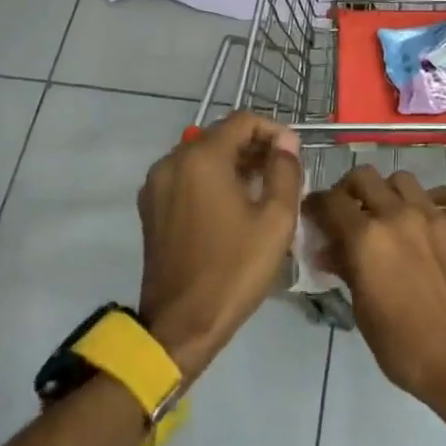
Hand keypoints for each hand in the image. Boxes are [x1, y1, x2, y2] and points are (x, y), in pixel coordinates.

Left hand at [138, 112, 301, 380]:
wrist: (181, 325)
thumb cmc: (234, 269)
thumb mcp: (275, 219)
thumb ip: (285, 170)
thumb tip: (285, 142)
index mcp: (201, 158)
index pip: (243, 120)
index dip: (274, 130)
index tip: (294, 155)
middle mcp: (172, 161)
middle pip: (220, 135)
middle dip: (255, 148)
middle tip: (283, 175)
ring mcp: (156, 184)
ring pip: (202, 156)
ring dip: (234, 164)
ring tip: (262, 191)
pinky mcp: (151, 207)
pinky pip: (187, 177)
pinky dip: (212, 180)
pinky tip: (232, 207)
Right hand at [305, 167, 445, 419]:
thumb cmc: (404, 347)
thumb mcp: (362, 311)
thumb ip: (346, 270)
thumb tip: (328, 250)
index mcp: (367, 238)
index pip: (332, 202)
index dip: (318, 205)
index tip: (315, 214)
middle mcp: (399, 215)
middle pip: (365, 177)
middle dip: (349, 190)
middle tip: (349, 211)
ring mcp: (436, 217)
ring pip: (404, 180)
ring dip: (390, 192)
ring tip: (390, 214)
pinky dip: (442, 199)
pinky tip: (435, 215)